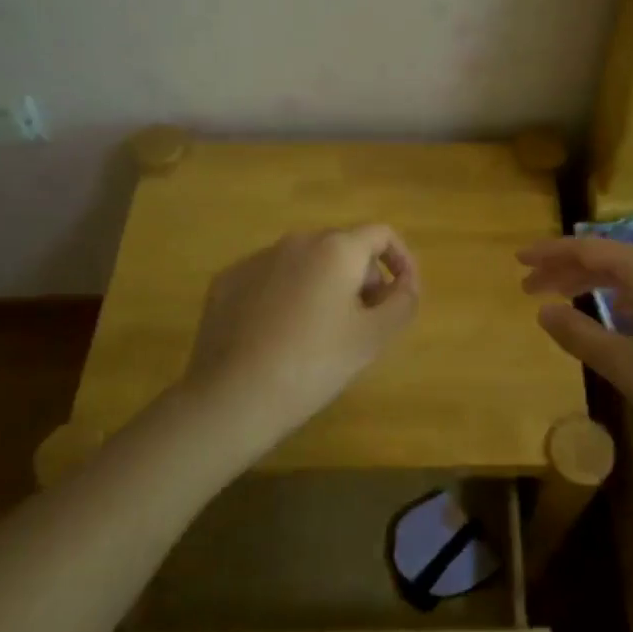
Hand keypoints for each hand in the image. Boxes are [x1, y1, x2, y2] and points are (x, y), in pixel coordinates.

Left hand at [183, 226, 419, 436]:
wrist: (233, 397)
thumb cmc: (314, 364)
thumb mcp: (373, 338)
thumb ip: (402, 302)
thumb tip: (405, 284)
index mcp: (336, 249)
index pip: (381, 235)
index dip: (401, 260)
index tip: (403, 293)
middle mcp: (296, 241)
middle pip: (343, 248)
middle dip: (362, 278)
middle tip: (365, 322)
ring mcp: (256, 259)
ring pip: (305, 263)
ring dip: (324, 286)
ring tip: (322, 332)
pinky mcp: (227, 281)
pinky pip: (270, 279)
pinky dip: (286, 296)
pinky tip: (280, 335)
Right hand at [518, 236, 632, 459]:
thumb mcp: (626, 364)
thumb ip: (580, 334)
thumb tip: (544, 310)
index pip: (588, 249)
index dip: (550, 252)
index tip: (518, 261)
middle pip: (606, 259)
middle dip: (564, 269)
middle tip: (528, 287)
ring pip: (626, 276)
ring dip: (588, 284)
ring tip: (558, 300)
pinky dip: (615, 298)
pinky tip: (608, 315)